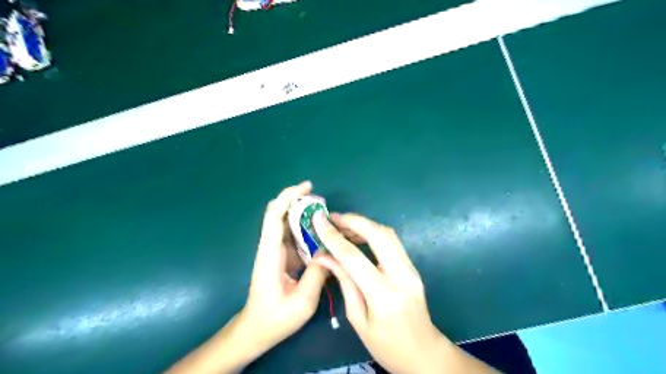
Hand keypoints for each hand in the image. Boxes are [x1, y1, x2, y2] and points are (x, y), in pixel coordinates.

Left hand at [240, 183, 330, 353]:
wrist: (256, 330)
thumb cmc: (275, 318)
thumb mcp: (302, 302)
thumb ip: (317, 274)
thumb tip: (330, 251)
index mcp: (270, 254)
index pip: (274, 216)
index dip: (289, 197)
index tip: (307, 187)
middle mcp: (271, 247)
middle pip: (281, 214)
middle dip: (301, 203)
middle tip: (324, 204)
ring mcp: (276, 251)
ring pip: (289, 224)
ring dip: (306, 216)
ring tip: (329, 218)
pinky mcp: (283, 257)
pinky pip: (295, 237)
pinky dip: (308, 230)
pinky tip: (324, 235)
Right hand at [314, 214, 498, 372]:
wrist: (423, 353)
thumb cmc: (386, 345)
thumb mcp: (358, 319)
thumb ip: (344, 283)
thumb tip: (325, 256)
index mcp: (383, 295)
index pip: (354, 257)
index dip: (333, 236)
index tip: (318, 220)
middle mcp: (402, 276)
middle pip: (378, 235)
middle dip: (353, 220)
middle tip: (332, 218)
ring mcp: (411, 269)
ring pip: (388, 234)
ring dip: (364, 224)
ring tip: (342, 225)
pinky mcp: (413, 267)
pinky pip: (392, 242)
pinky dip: (373, 233)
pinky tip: (358, 236)